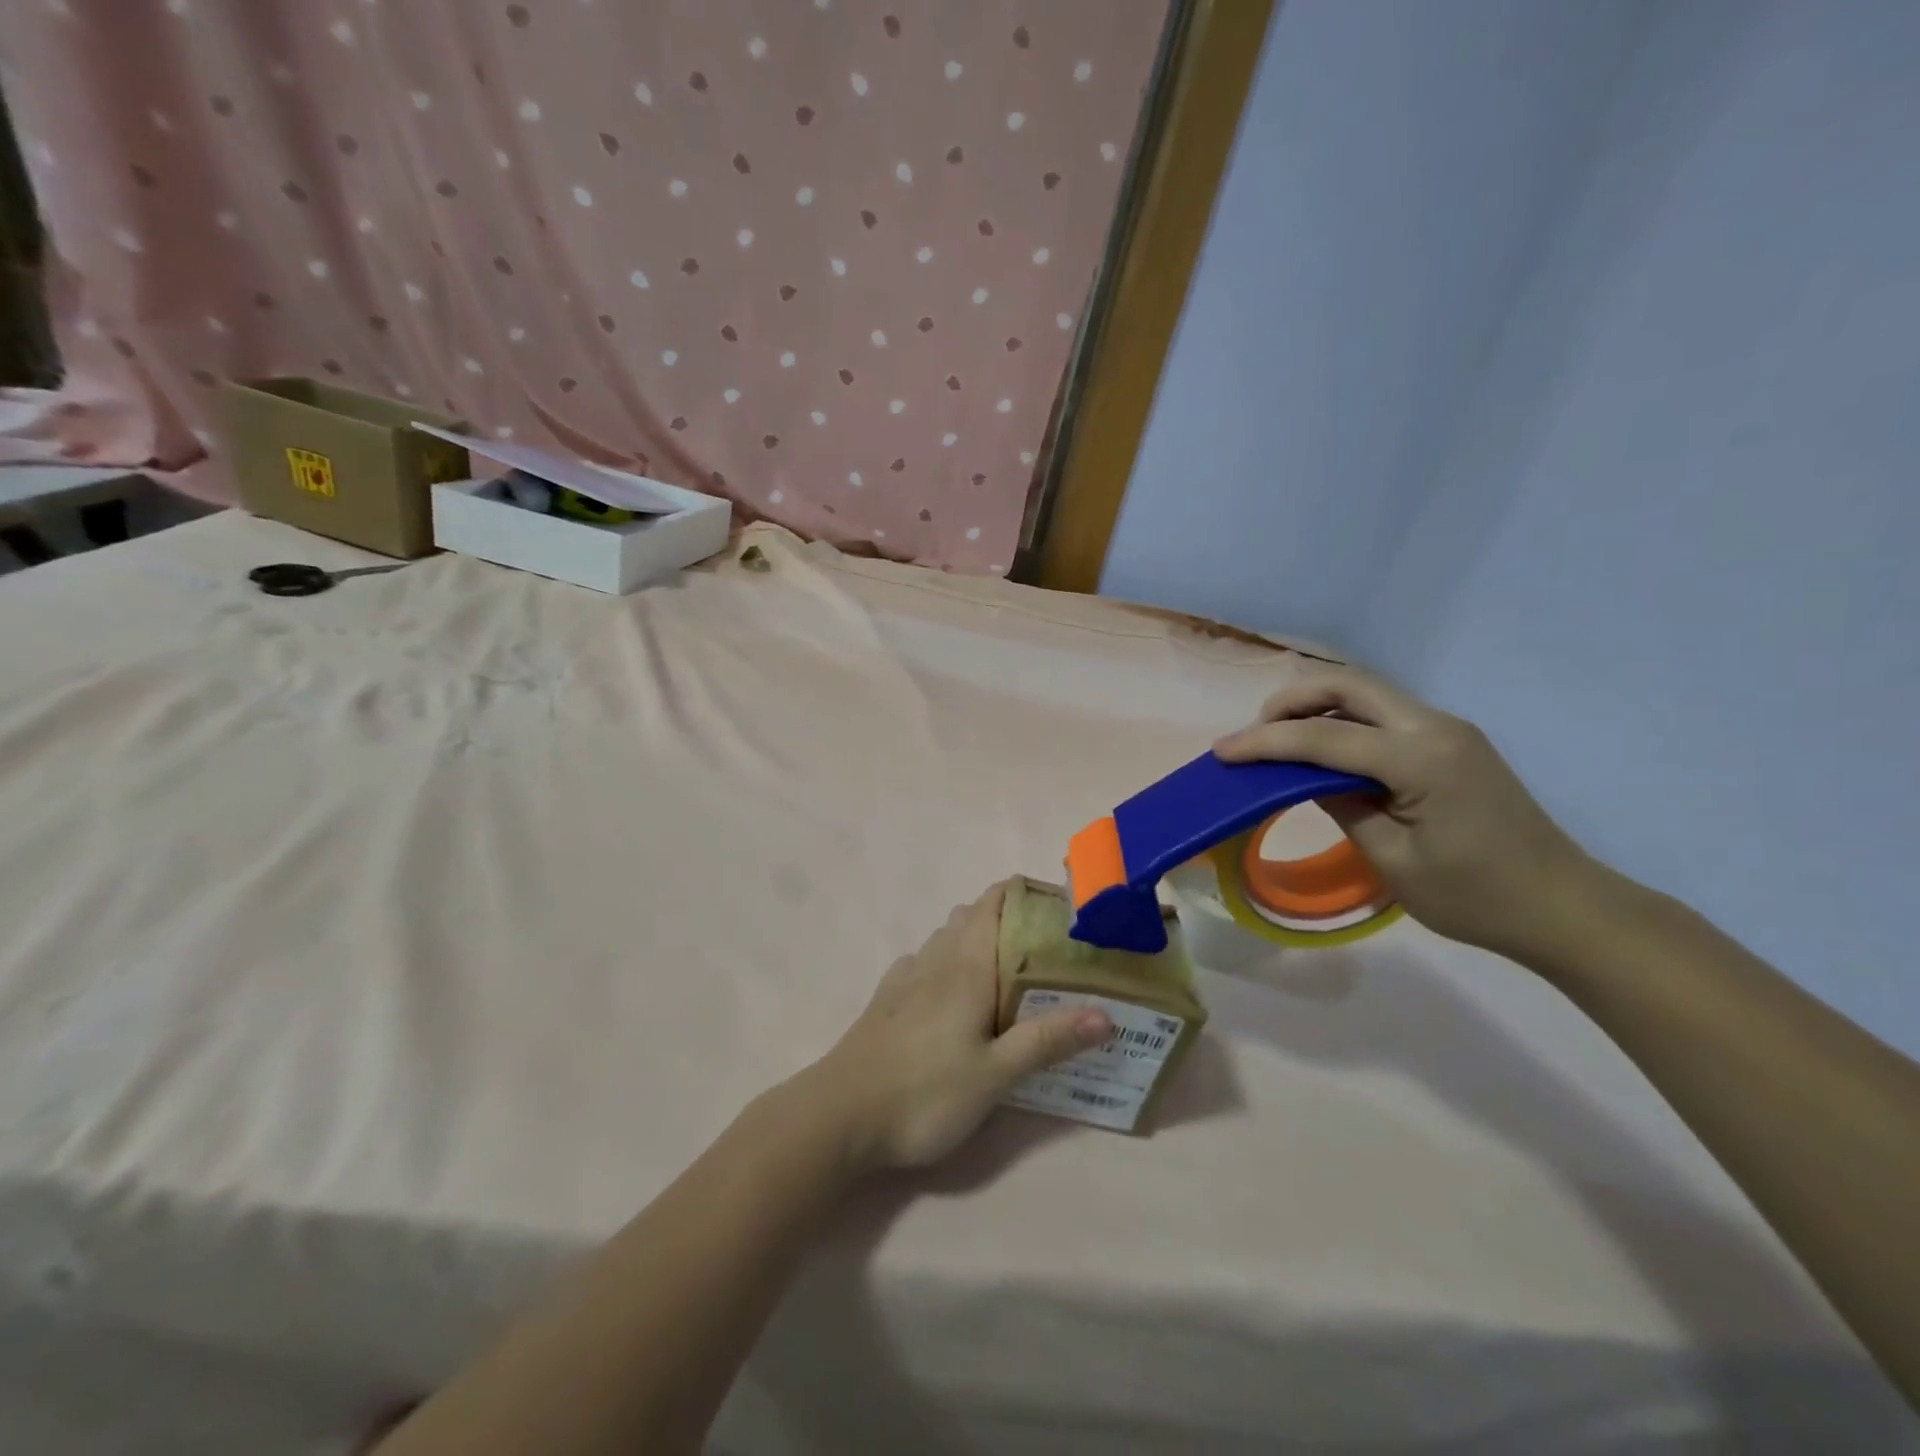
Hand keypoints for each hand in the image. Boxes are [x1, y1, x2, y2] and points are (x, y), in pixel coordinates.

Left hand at [804, 882, 1113, 1170]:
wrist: (840, 1115)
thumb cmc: (925, 1092)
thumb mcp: (996, 1074)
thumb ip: (1048, 1040)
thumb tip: (1106, 1014)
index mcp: (967, 966)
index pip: (994, 901)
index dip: (1024, 892)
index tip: (1058, 907)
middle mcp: (936, 959)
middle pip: (972, 915)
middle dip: (1007, 918)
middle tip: (1044, 949)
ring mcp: (906, 977)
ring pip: (946, 938)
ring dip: (976, 940)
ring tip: (1007, 973)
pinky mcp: (887, 999)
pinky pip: (924, 962)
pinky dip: (947, 962)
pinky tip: (955, 996)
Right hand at [1214, 664, 1593, 959]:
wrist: (1563, 908)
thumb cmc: (1476, 897)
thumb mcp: (1393, 860)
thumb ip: (1342, 805)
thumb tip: (1301, 776)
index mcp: (1421, 758)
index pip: (1325, 737)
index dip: (1266, 742)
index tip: (1221, 751)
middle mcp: (1435, 727)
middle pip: (1348, 686)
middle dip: (1292, 701)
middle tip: (1254, 734)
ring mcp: (1447, 731)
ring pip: (1366, 695)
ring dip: (1316, 708)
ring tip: (1279, 742)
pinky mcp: (1450, 743)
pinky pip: (1383, 716)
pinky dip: (1342, 724)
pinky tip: (1322, 753)